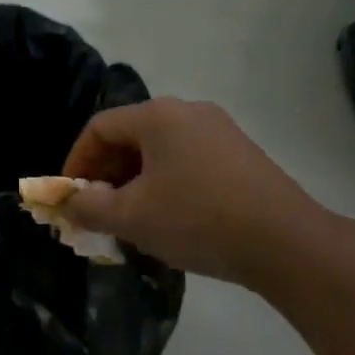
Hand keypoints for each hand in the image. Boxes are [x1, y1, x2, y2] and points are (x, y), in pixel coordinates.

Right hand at [60, 98, 338, 291]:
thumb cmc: (197, 220)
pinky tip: (171, 218)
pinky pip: (188, 161)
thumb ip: (88, 207)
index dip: (77, 162)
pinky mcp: (241, 154)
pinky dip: (167, 184)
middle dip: (107, 174)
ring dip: (136, 182)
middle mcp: (188, 111)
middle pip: (130, 136)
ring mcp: (220, 130)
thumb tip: (67, 202)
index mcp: (158, 116)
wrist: (287, 243)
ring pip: (160, 151)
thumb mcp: (131, 217)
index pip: (99, 128)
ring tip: (132, 220)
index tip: (71, 197)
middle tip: (98, 211)